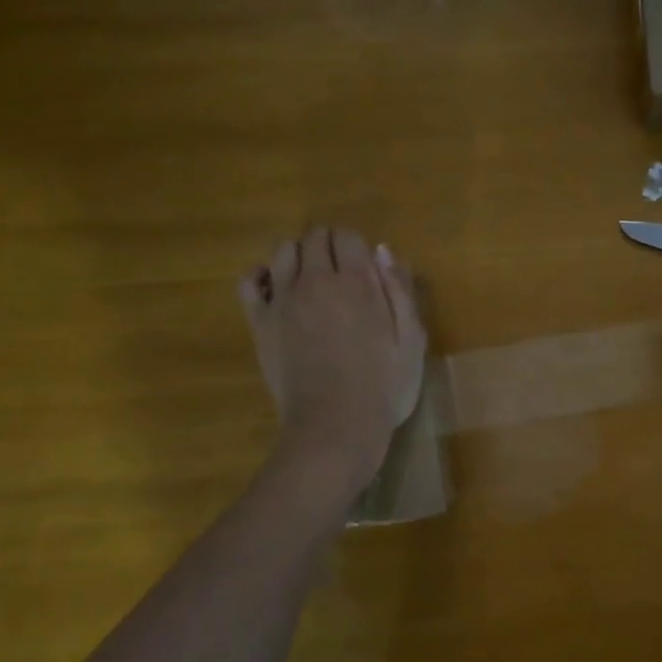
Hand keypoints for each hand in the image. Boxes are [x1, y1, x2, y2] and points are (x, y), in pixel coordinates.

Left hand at [239, 227, 425, 481]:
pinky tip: (274, 289)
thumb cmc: (384, 386)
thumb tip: (381, 251)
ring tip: (311, 281)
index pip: (347, 236)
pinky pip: (249, 281)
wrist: (336, 425)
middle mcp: (317, 280)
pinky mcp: (261, 322)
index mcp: (358, 282)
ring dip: (299, 256)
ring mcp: (283, 300)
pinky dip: (260, 276)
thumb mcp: (412, 339)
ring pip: (283, 250)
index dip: (356, 247)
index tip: (365, 269)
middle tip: (341, 274)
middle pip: (314, 236)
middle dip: (329, 245)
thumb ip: (400, 290)